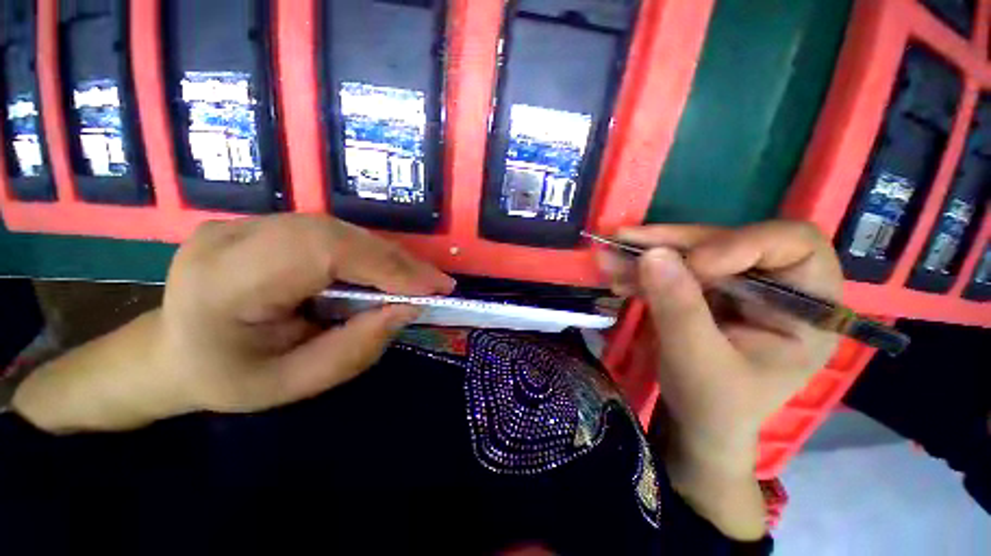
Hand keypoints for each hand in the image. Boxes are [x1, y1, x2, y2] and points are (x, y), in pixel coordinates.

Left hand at [13, 215, 454, 431]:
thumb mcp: (294, 384)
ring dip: (388, 256)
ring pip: (339, 229)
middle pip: (335, 234)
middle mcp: (230, 237)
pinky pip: (331, 233)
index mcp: (222, 282)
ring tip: (419, 281)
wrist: (172, 353)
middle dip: (396, 260)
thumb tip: (408, 309)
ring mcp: (244, 222)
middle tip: (436, 284)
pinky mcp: (264, 223)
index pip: (321, 252)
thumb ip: (355, 348)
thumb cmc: (229, 379)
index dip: (387, 266)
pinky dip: (369, 253)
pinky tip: (387, 272)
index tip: (434, 288)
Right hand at [598, 220, 842, 537]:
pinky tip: (617, 275)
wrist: (695, 422)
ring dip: (648, 253)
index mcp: (806, 308)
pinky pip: (673, 268)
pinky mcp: (705, 290)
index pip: (794, 244)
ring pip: (694, 251)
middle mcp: (776, 287)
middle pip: (730, 241)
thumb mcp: (698, 362)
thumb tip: (652, 254)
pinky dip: (642, 269)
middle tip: (627, 241)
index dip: (741, 244)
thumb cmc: (713, 405)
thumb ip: (679, 309)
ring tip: (610, 256)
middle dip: (676, 243)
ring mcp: (737, 287)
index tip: (692, 263)